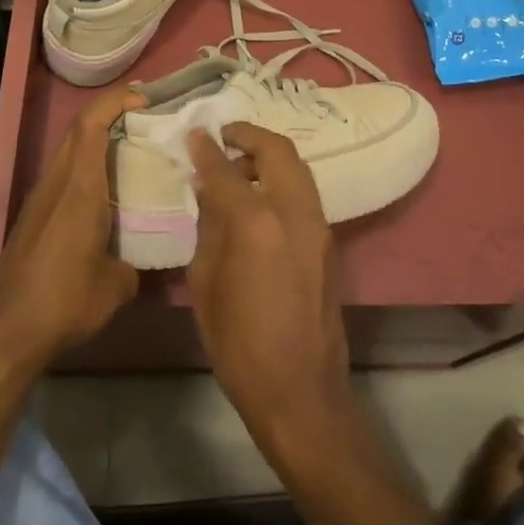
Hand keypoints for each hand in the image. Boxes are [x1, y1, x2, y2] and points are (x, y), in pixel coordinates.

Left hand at [0, 86, 143, 368]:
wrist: (4, 334)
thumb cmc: (64, 302)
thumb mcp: (116, 286)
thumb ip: (135, 260)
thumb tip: (142, 257)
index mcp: (79, 188)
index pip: (91, 124)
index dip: (116, 101)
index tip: (145, 99)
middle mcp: (56, 184)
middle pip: (78, 131)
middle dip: (110, 115)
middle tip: (145, 121)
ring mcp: (39, 200)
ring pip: (69, 153)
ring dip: (97, 143)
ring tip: (132, 154)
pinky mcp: (32, 219)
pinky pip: (63, 178)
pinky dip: (86, 170)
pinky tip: (106, 197)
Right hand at [186, 124, 353, 463]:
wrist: (301, 391)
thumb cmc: (239, 345)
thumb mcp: (206, 285)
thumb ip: (208, 228)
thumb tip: (208, 191)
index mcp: (256, 223)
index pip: (226, 169)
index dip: (206, 148)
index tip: (194, 133)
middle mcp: (294, 212)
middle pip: (277, 150)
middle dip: (249, 135)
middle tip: (224, 136)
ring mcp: (318, 225)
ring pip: (298, 167)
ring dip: (269, 155)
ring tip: (240, 165)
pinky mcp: (329, 241)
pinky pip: (305, 191)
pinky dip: (282, 179)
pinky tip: (260, 197)